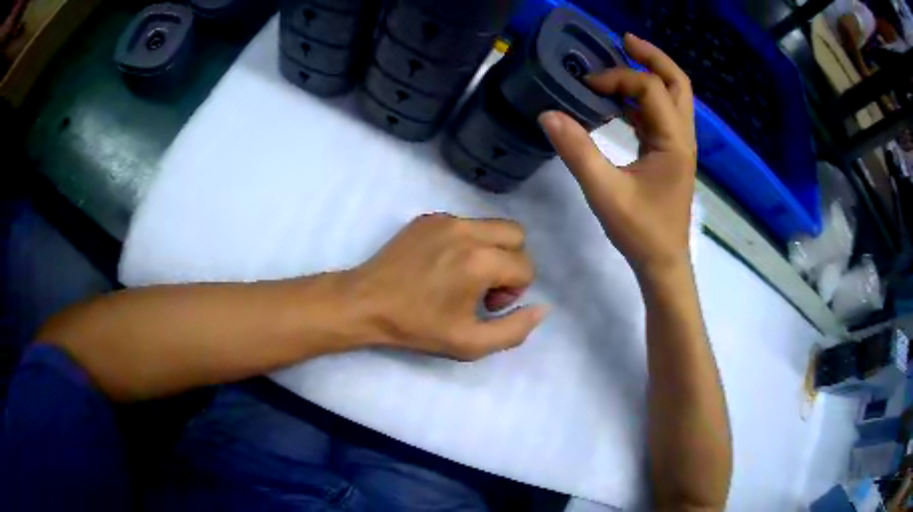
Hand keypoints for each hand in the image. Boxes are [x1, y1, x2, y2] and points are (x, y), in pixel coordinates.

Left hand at [345, 214, 546, 360]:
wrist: (366, 303)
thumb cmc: (418, 327)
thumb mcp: (470, 343)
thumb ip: (515, 330)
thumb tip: (542, 308)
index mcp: (481, 261)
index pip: (526, 267)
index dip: (514, 291)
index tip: (487, 306)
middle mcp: (468, 230)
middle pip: (516, 235)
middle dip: (511, 262)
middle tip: (484, 287)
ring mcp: (445, 219)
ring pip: (491, 226)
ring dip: (490, 250)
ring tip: (463, 276)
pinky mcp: (428, 217)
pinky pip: (465, 224)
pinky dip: (466, 242)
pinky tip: (442, 265)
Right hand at [539, 33, 696, 277]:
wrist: (663, 263)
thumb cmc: (641, 232)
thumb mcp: (605, 192)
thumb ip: (577, 151)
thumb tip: (548, 114)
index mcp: (674, 142)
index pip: (650, 89)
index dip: (619, 78)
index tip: (588, 84)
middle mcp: (683, 138)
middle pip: (678, 83)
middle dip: (652, 57)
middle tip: (624, 41)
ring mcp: (679, 146)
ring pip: (674, 97)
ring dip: (650, 75)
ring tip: (622, 61)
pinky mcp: (670, 155)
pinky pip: (661, 115)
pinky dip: (643, 100)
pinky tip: (619, 103)